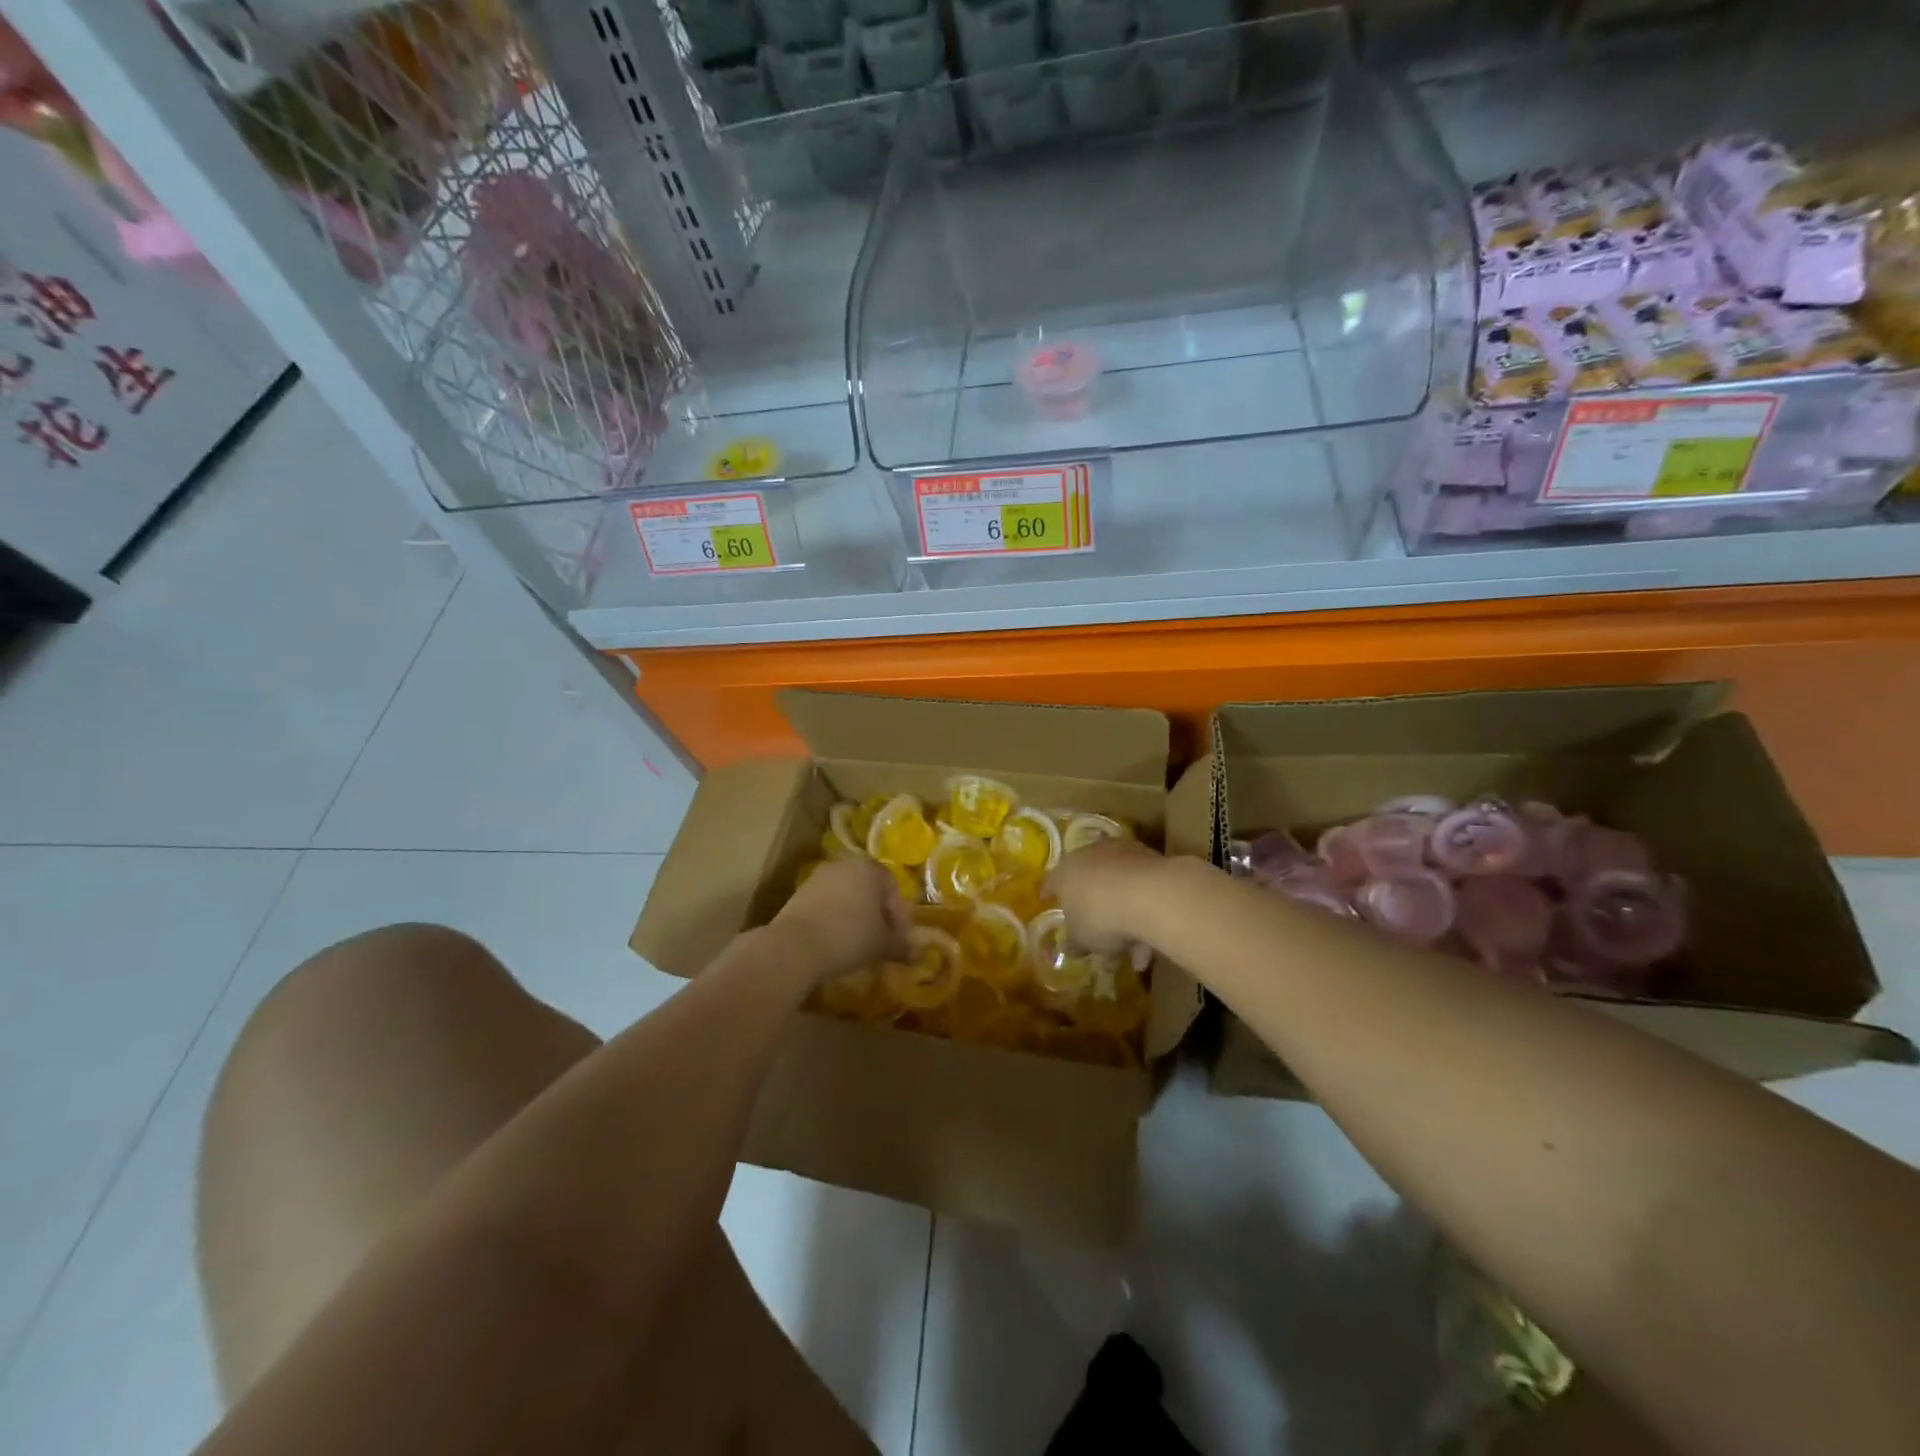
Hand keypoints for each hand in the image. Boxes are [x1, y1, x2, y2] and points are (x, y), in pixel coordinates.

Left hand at [772, 858, 912, 984]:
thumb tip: (915, 954)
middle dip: (877, 915)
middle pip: (868, 889)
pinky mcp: (798, 894)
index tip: (899, 940)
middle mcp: (844, 865)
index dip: (899, 916)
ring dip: (855, 917)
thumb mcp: (882, 945)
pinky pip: (826, 905)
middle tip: (881, 940)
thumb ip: (900, 946)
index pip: (892, 888)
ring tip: (858, 944)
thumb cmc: (849, 937)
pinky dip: (834, 919)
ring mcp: (818, 877)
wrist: (794, 946)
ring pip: (846, 896)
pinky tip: (835, 942)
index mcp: (869, 868)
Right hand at [1044, 838, 1169, 953]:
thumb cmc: (1101, 916)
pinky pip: (1141, 888)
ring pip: (1119, 886)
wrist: (1149, 894)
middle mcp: (1090, 855)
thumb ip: (1074, 942)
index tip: (1048, 900)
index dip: (1049, 892)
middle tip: (1099, 933)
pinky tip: (1151, 945)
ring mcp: (1121, 853)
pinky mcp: (1150, 857)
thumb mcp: (1081, 938)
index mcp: (1065, 872)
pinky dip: (1144, 912)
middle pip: (1088, 880)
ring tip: (1136, 953)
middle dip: (1094, 906)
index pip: (1051, 881)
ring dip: (1125, 916)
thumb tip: (1071, 948)